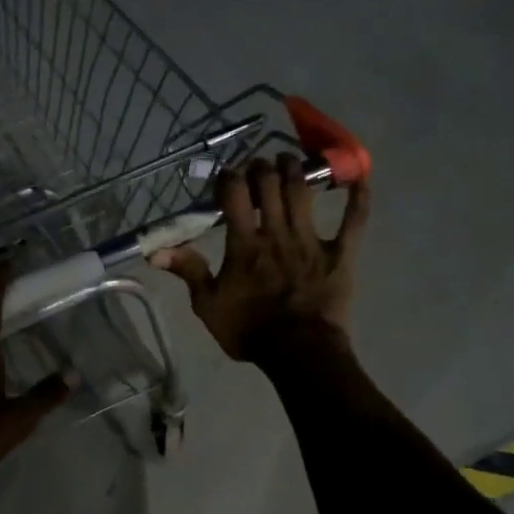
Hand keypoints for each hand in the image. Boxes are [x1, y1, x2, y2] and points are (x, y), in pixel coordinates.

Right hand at [151, 154, 367, 360]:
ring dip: (294, 169)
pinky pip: (354, 219)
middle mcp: (277, 233)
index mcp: (244, 244)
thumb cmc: (249, 331)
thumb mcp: (207, 305)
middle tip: (255, 167)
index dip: (228, 177)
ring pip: (303, 191)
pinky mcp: (340, 253)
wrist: (299, 353)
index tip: (224, 175)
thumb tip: (155, 251)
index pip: (235, 194)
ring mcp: (311, 240)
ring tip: (287, 160)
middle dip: (261, 167)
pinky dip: (358, 195)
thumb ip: (188, 271)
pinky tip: (358, 176)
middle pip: (270, 184)